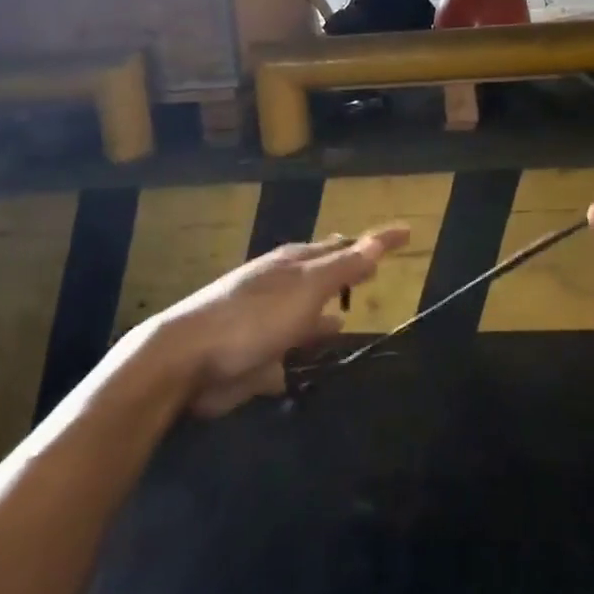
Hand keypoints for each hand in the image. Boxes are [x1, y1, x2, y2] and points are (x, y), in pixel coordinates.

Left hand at [145, 226, 409, 415]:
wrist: (187, 360)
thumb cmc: (254, 316)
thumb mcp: (306, 288)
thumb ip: (343, 267)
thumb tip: (377, 242)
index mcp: (294, 262)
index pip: (345, 245)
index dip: (377, 241)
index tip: (407, 233)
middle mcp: (280, 286)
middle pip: (322, 275)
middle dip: (346, 271)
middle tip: (372, 270)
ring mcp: (264, 321)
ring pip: (304, 314)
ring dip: (324, 315)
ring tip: (346, 319)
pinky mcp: (252, 356)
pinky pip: (286, 350)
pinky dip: (299, 350)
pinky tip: (309, 361)